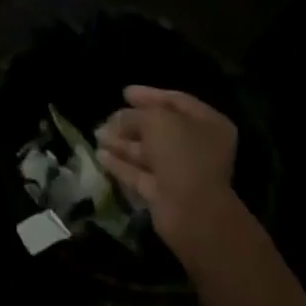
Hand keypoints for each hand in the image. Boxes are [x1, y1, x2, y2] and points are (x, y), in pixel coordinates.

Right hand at [96, 85, 241, 259]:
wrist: (193, 212)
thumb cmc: (181, 154)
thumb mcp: (155, 121)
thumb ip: (134, 115)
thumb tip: (117, 119)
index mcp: (207, 124)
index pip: (176, 101)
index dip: (149, 95)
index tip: (125, 93)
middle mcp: (197, 146)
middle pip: (159, 128)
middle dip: (131, 122)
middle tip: (106, 117)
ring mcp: (181, 172)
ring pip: (147, 151)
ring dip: (122, 142)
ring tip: (97, 134)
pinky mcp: (164, 194)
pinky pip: (140, 173)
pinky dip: (121, 164)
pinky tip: (100, 156)